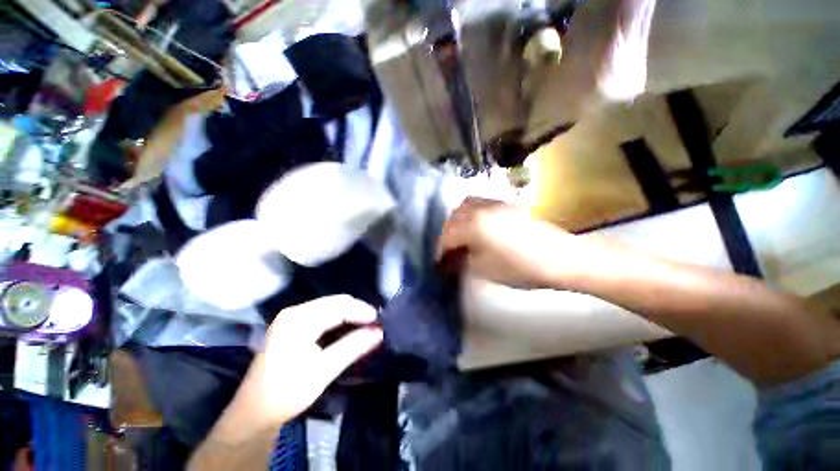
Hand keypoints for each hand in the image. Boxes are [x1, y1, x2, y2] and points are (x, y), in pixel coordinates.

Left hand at [232, 296, 382, 427]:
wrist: (254, 413)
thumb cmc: (287, 392)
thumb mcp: (324, 370)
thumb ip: (353, 347)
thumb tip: (379, 332)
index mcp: (299, 319)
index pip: (339, 306)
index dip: (362, 311)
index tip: (380, 322)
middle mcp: (295, 312)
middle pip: (334, 303)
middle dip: (357, 311)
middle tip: (374, 325)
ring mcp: (291, 318)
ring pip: (329, 308)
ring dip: (349, 315)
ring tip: (365, 327)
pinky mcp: (292, 326)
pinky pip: (322, 315)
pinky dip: (338, 320)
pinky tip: (347, 330)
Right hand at [437, 198, 578, 288]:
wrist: (560, 257)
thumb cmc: (520, 267)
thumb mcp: (484, 268)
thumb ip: (464, 259)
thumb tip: (454, 256)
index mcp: (472, 225)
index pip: (447, 236)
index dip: (440, 251)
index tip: (438, 262)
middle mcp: (480, 209)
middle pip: (453, 218)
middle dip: (447, 234)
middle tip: (448, 250)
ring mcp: (494, 203)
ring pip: (466, 206)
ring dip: (458, 221)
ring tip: (460, 235)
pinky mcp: (506, 204)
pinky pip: (480, 204)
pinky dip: (471, 213)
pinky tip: (477, 226)